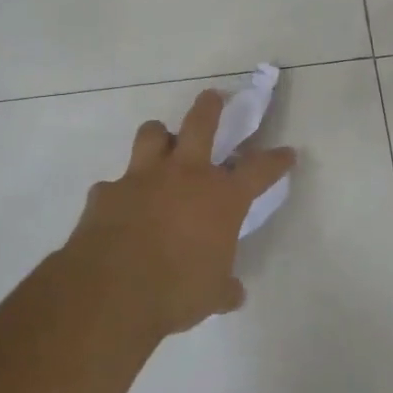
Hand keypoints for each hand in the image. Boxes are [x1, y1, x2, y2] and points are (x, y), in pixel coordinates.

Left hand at [63, 89, 294, 340]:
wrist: (111, 291)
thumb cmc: (176, 291)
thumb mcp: (211, 294)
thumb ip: (223, 287)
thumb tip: (232, 293)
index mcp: (221, 197)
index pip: (258, 170)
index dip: (275, 160)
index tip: (286, 152)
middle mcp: (184, 175)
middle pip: (200, 123)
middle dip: (210, 107)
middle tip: (213, 97)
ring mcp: (141, 178)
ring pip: (152, 134)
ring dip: (159, 137)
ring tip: (161, 144)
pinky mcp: (106, 191)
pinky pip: (115, 183)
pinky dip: (121, 192)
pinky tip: (120, 208)